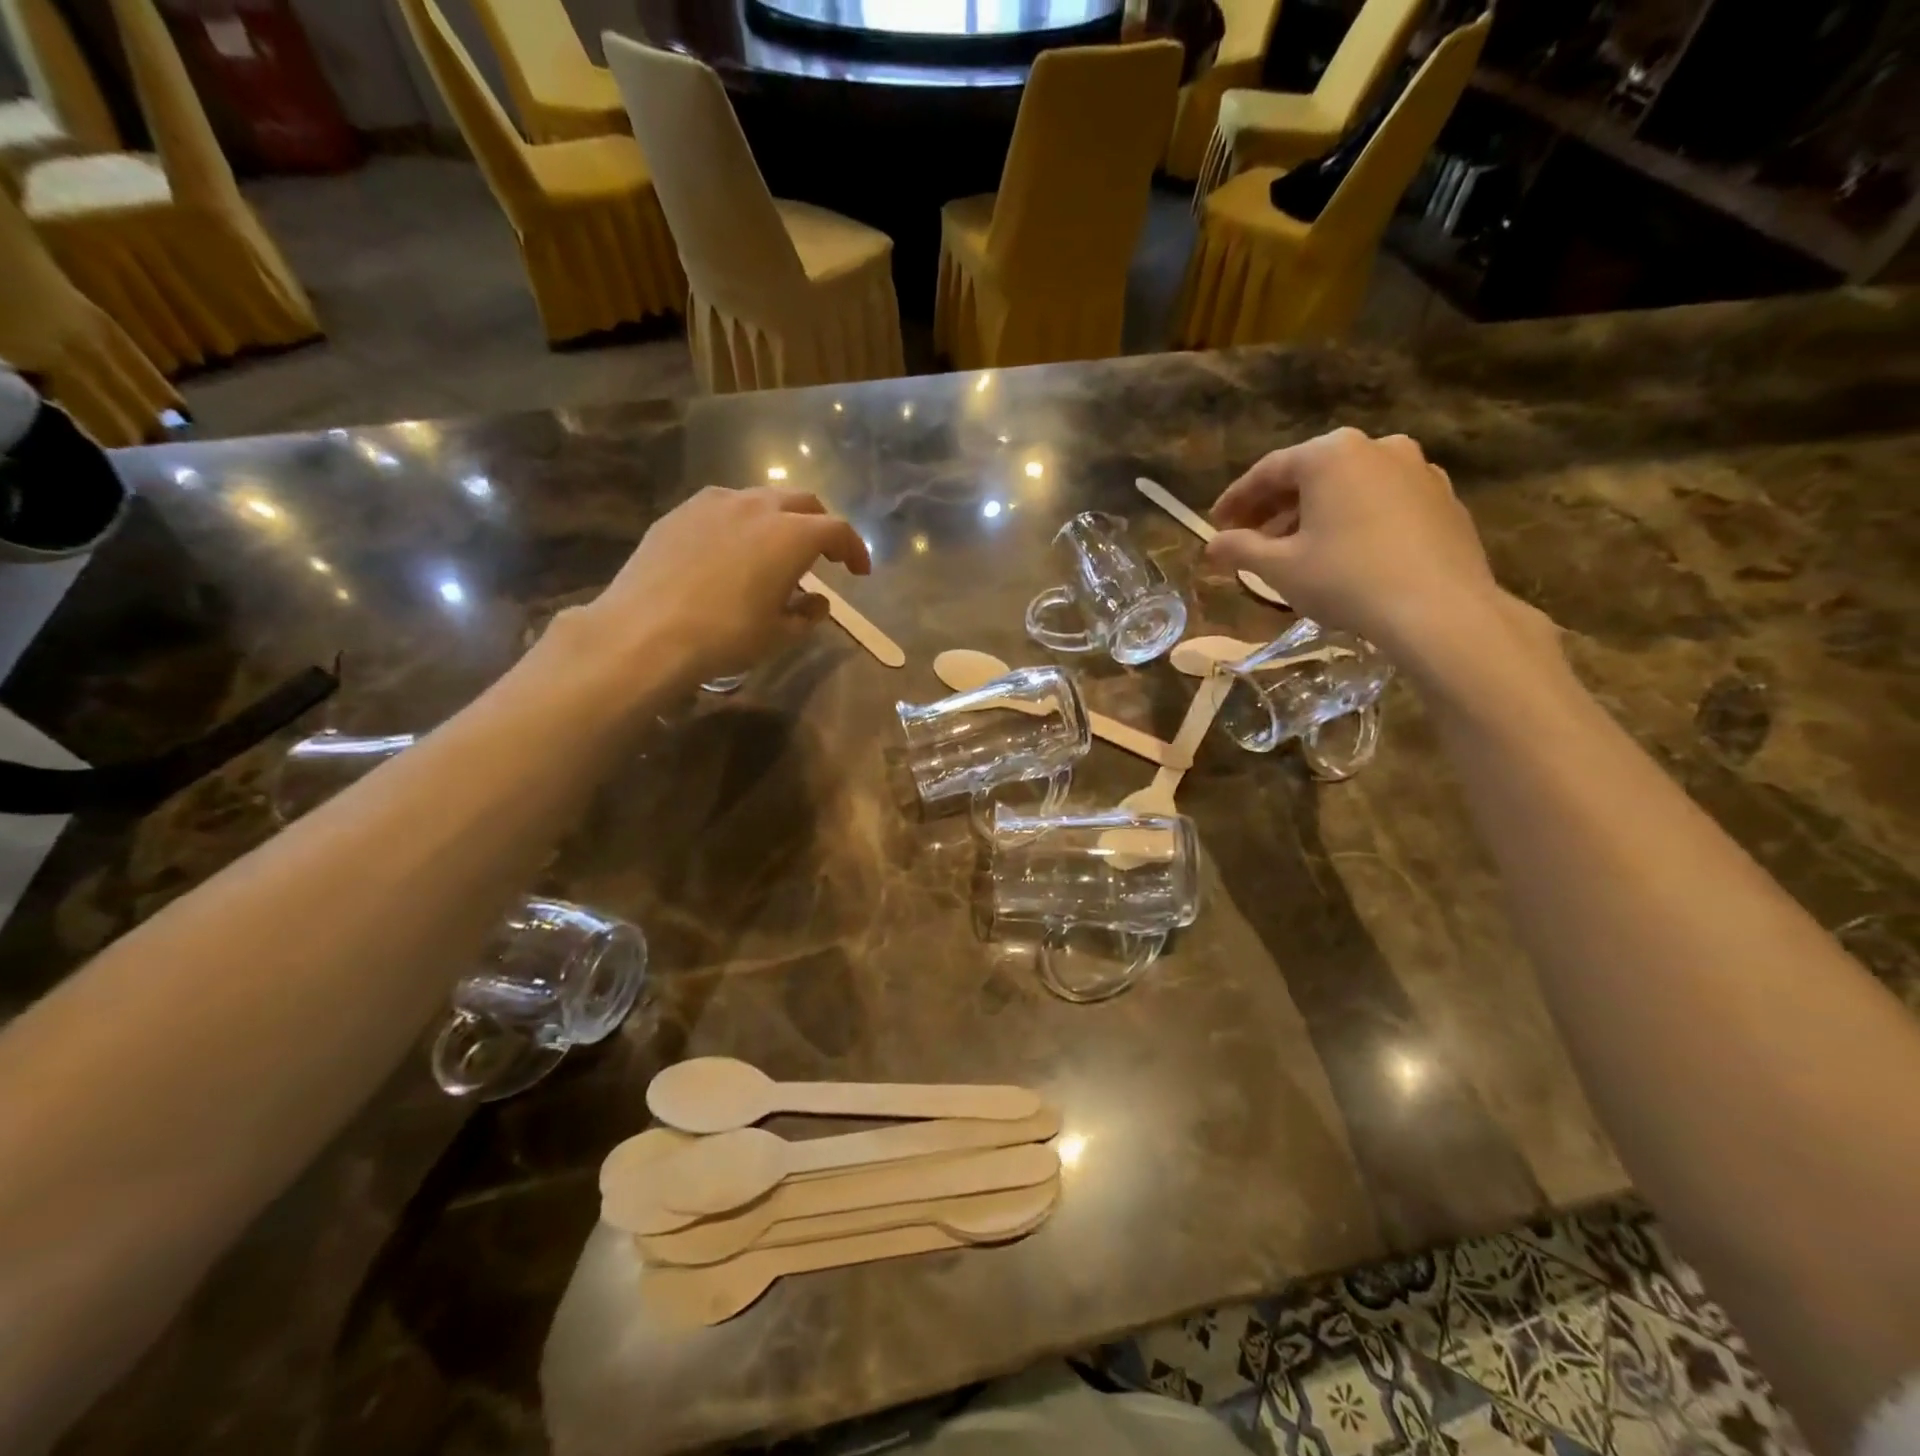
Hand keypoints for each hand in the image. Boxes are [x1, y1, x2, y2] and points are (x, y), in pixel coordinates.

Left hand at [557, 486, 870, 690]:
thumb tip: (816, 601)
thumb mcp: (778, 635)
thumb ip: (807, 614)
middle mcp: (757, 507)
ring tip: (775, 551)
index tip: (858, 572)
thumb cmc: (724, 636)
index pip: (837, 530)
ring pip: (761, 499)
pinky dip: (742, 522)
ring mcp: (714, 504)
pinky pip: (724, 507)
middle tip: (823, 556)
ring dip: (780, 520)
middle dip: (820, 526)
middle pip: (803, 503)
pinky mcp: (680, 512)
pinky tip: (732, 549)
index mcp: (791, 536)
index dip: (854, 549)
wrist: (645, 632)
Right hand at [1205, 429, 1507, 667]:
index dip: (1236, 499)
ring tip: (1293, 550)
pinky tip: (1343, 553)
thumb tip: (1212, 545)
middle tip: (1249, 538)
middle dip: (1275, 507)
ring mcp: (1417, 470)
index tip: (1216, 523)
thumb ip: (1240, 550)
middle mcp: (1377, 447)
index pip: (1268, 471)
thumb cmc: (1345, 579)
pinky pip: (1382, 502)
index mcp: (1331, 455)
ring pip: (1348, 487)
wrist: (1439, 610)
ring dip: (1314, 514)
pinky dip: (1353, 520)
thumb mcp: (1279, 568)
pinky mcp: (1443, 499)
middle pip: (1310, 474)